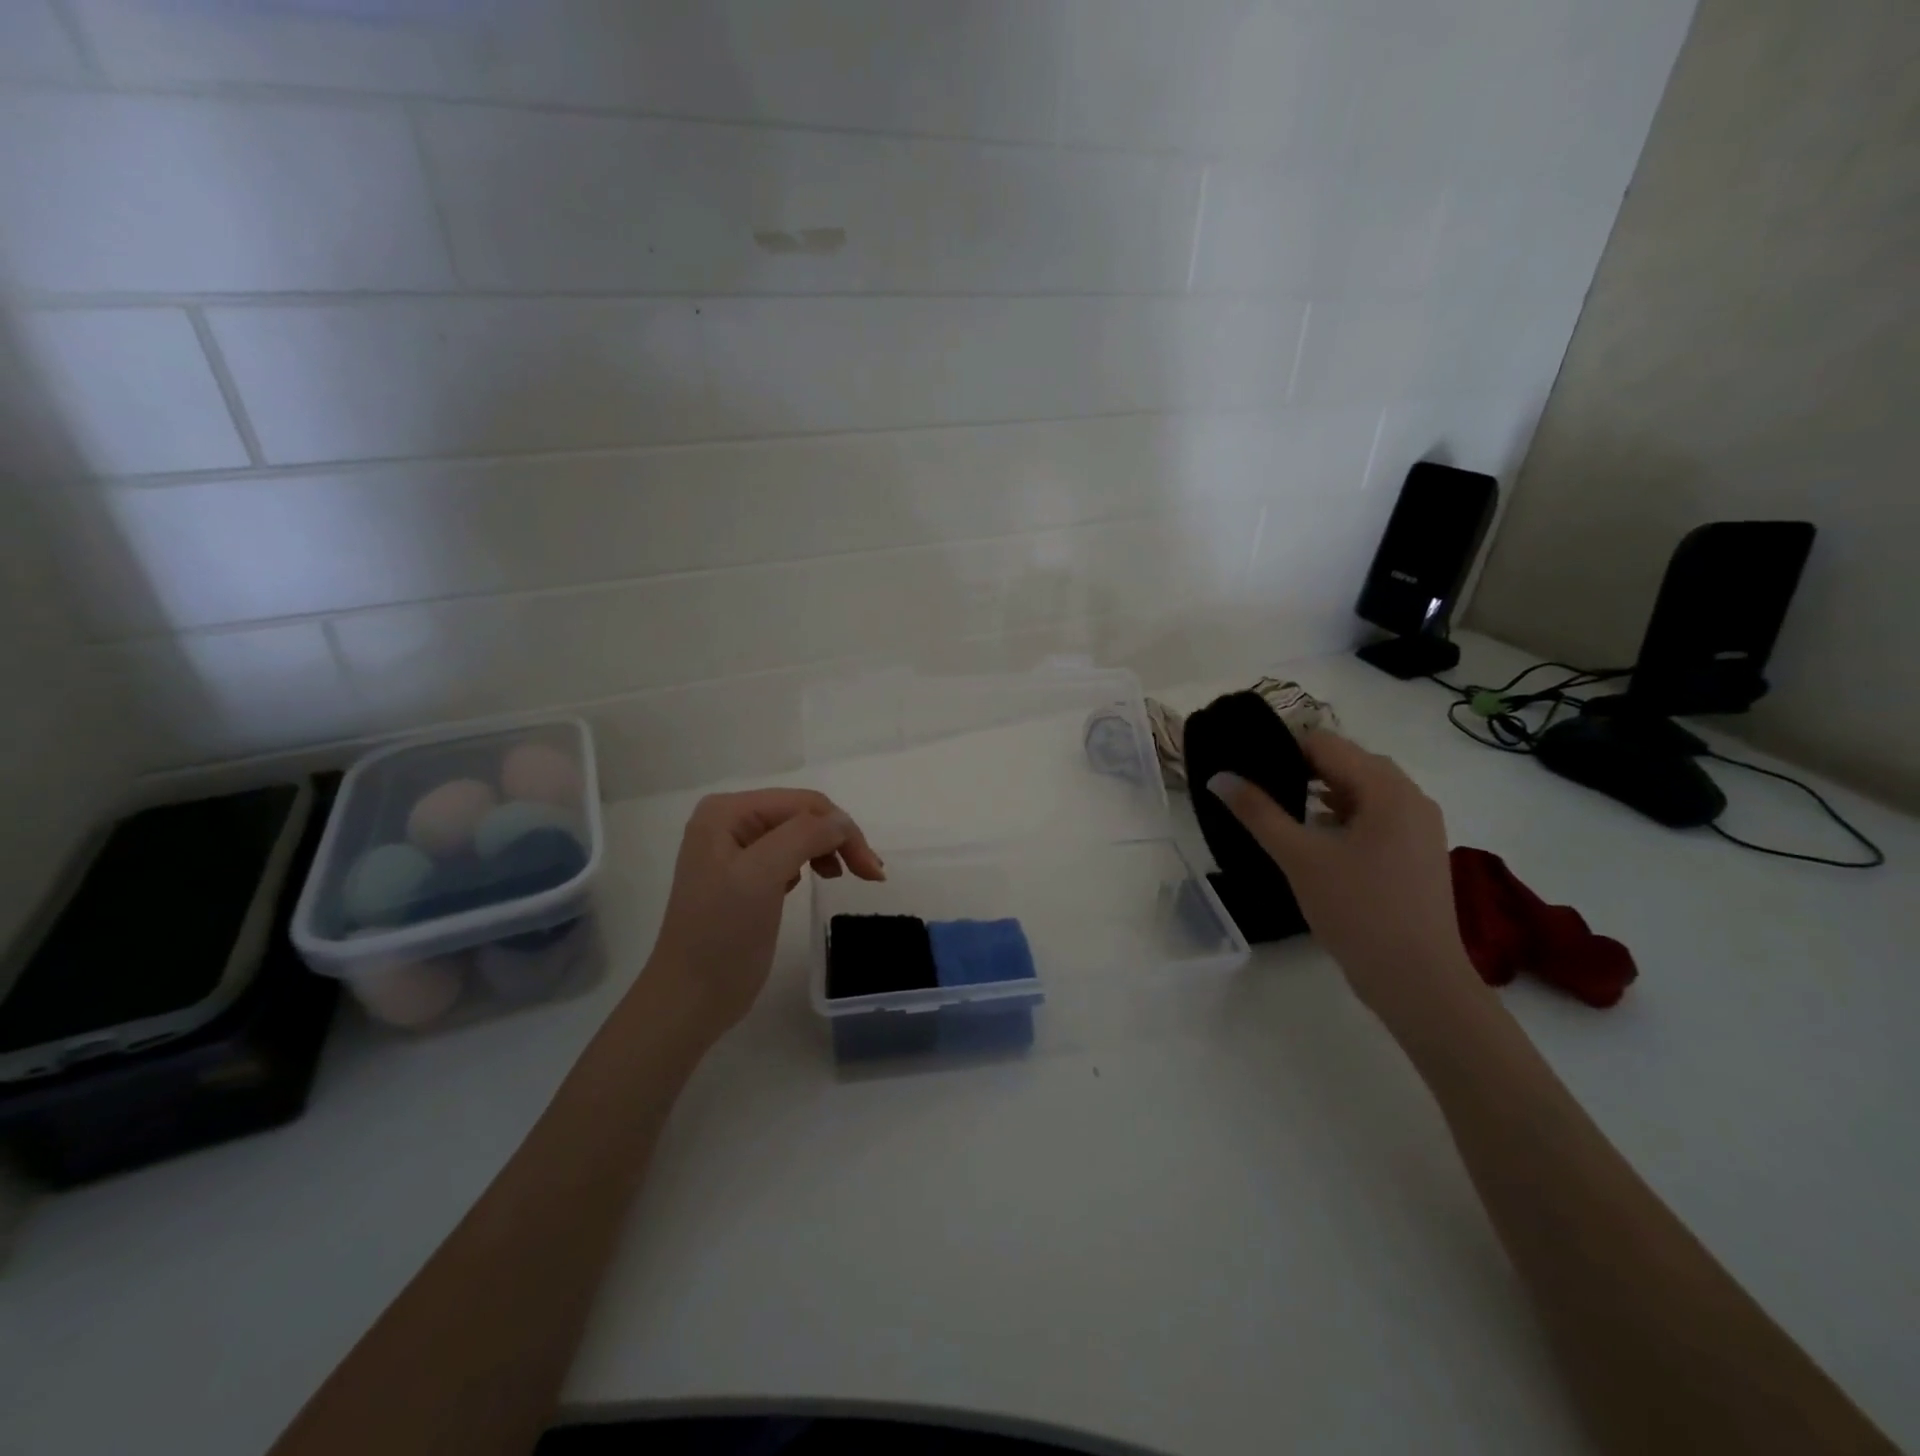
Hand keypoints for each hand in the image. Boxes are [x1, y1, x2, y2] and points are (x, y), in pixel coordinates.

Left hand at [644, 788, 883, 1037]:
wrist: (689, 999)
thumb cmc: (722, 935)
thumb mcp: (761, 876)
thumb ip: (804, 836)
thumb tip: (842, 822)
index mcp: (726, 812)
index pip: (803, 804)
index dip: (841, 829)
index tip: (871, 871)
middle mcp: (728, 822)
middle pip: (803, 816)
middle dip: (839, 839)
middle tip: (870, 875)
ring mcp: (735, 850)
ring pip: (800, 834)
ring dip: (829, 850)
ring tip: (843, 878)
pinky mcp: (744, 877)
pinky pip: (788, 855)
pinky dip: (810, 863)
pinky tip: (810, 882)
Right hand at [1208, 731, 1479, 1022]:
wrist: (1418, 981)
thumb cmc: (1358, 911)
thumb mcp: (1299, 858)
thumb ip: (1258, 812)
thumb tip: (1218, 777)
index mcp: (1387, 789)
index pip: (1326, 743)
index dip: (1282, 748)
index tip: (1247, 765)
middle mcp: (1411, 798)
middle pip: (1347, 762)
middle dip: (1301, 769)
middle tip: (1259, 788)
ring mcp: (1419, 827)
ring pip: (1362, 790)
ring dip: (1322, 792)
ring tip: (1280, 810)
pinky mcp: (1418, 853)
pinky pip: (1375, 816)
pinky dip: (1343, 816)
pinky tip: (1315, 838)